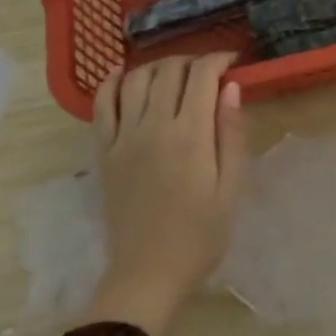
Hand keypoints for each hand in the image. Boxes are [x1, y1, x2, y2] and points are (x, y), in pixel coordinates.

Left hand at [84, 53, 246, 335]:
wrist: (147, 275)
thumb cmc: (199, 236)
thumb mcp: (230, 188)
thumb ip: (231, 134)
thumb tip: (231, 88)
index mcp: (190, 136)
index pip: (202, 76)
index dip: (219, 60)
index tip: (233, 63)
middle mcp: (154, 126)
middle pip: (169, 71)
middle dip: (192, 61)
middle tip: (208, 71)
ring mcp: (123, 137)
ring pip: (136, 79)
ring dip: (158, 66)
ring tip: (175, 73)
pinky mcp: (104, 151)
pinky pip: (102, 104)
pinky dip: (112, 82)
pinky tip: (124, 75)